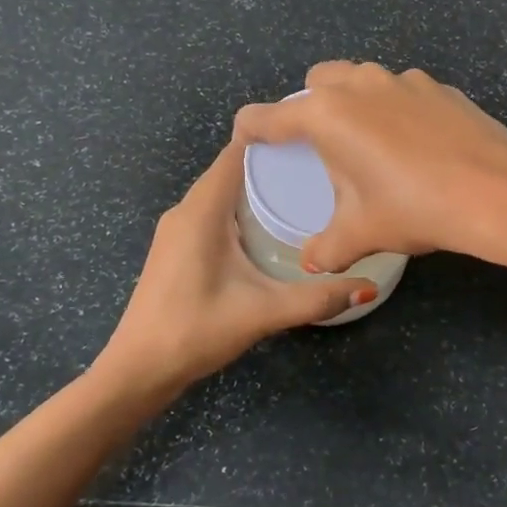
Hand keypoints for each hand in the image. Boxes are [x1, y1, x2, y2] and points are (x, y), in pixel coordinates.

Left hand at [95, 139, 371, 399]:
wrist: (139, 370)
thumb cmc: (196, 330)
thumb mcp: (263, 312)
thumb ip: (317, 299)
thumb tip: (368, 288)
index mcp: (202, 211)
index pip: (236, 153)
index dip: (271, 138)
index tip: (312, 136)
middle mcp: (186, 210)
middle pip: (231, 170)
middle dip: (272, 164)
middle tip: (320, 167)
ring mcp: (177, 230)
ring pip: (221, 193)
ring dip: (256, 188)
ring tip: (303, 191)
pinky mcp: (176, 248)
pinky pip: (213, 213)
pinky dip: (241, 209)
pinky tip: (269, 226)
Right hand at [233, 61, 506, 273]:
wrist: (495, 193)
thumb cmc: (414, 209)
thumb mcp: (361, 233)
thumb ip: (326, 248)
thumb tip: (311, 263)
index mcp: (327, 115)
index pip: (268, 116)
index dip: (251, 129)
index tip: (249, 141)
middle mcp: (360, 85)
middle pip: (317, 80)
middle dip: (308, 104)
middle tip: (320, 144)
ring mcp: (404, 80)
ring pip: (363, 78)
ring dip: (355, 102)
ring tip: (370, 144)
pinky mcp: (440, 87)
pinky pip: (403, 91)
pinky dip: (397, 109)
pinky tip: (416, 145)